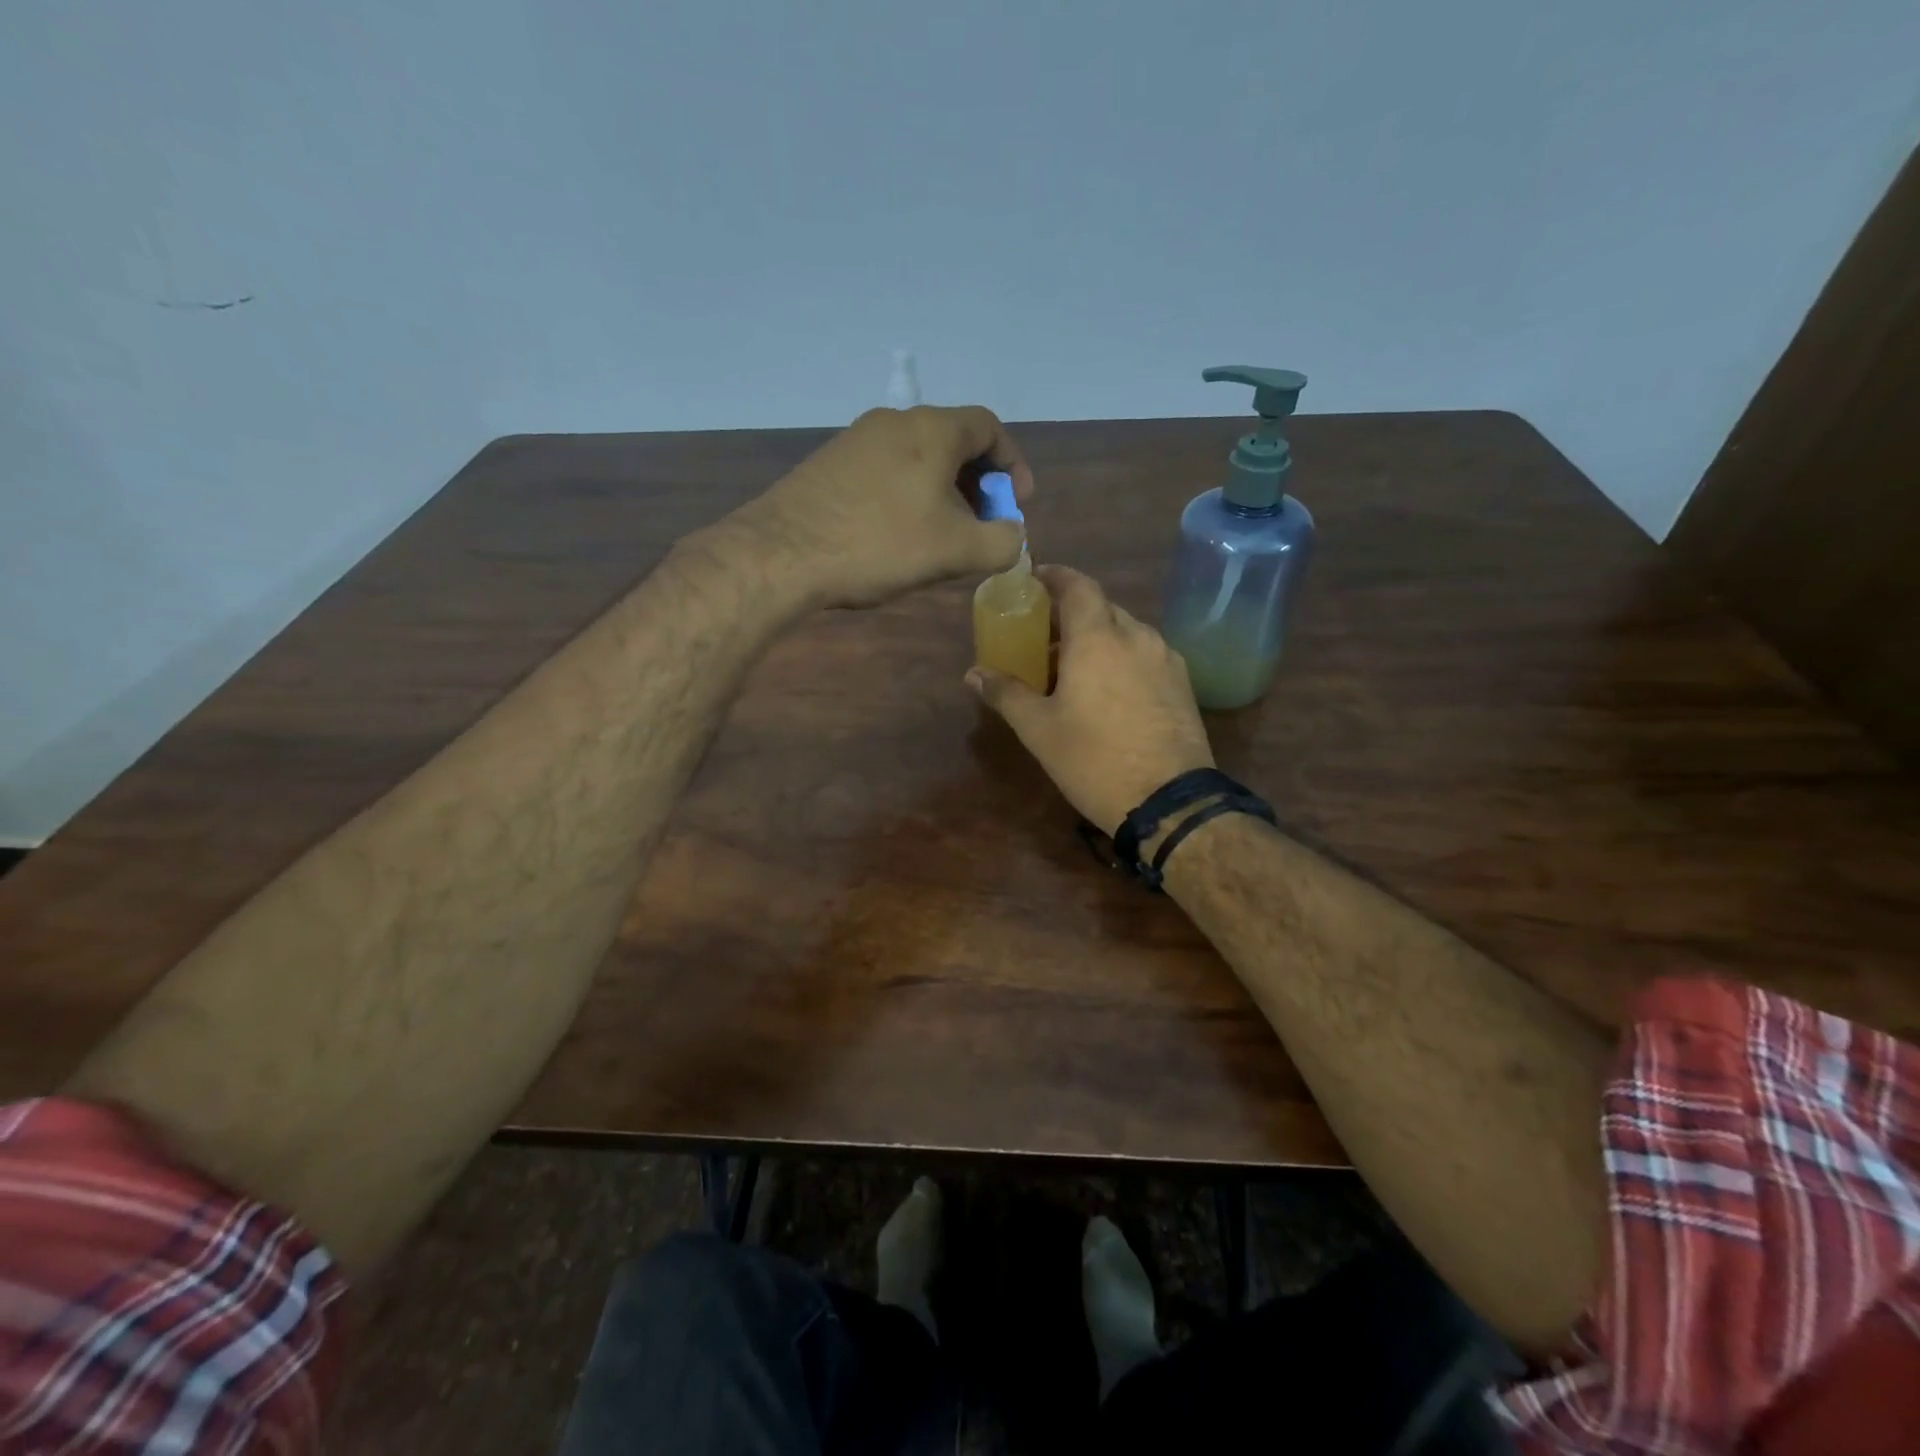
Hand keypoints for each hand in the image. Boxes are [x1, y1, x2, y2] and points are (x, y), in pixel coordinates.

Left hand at [738, 405, 1032, 609]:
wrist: (781, 554)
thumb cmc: (880, 544)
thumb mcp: (956, 550)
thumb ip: (1001, 542)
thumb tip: (1013, 536)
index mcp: (932, 429)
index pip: (989, 427)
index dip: (1012, 464)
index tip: (1016, 503)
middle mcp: (894, 421)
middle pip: (952, 442)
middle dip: (978, 483)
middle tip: (983, 525)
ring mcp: (856, 440)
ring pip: (917, 458)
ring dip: (942, 492)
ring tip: (943, 537)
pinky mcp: (829, 465)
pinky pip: (886, 472)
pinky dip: (907, 496)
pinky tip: (898, 536)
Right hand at [968, 566, 1213, 833]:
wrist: (1170, 802)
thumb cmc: (1094, 760)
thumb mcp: (1039, 729)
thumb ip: (1006, 693)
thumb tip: (973, 674)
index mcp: (1097, 638)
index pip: (1077, 585)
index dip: (1054, 576)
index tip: (1034, 580)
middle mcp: (1136, 636)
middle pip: (1101, 608)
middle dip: (1070, 615)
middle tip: (1043, 638)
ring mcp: (1165, 659)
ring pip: (1126, 632)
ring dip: (1097, 638)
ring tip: (1074, 668)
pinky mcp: (1183, 684)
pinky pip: (1145, 655)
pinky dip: (1122, 657)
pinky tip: (1109, 690)